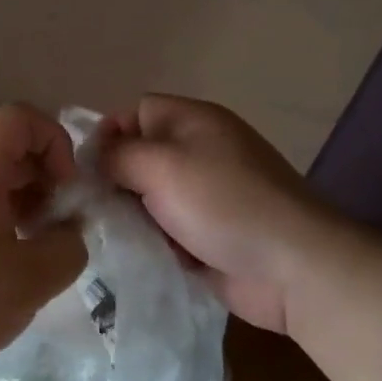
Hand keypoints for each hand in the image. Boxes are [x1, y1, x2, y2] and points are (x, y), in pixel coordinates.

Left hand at [0, 104, 87, 380]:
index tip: (66, 189)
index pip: (20, 118)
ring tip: (40, 249)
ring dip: (27, 203)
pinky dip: (2, 220)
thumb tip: (69, 231)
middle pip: (9, 148)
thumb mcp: (33, 279)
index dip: (55, 141)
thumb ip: (70, 246)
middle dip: (46, 178)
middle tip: (61, 225)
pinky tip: (11, 263)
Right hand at [100, 94, 350, 332]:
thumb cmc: (224, 204)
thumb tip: (94, 158)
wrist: (291, 268)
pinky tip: (134, 253)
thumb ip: (118, 155)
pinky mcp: (205, 234)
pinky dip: (148, 240)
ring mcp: (204, 196)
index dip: (109, 134)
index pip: (136, 112)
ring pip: (146, 197)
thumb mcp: (162, 166)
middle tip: (93, 207)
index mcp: (194, 122)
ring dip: (129, 215)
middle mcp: (199, 152)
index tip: (90, 169)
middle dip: (114, 181)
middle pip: (139, 156)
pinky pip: (162, 229)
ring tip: (110, 234)